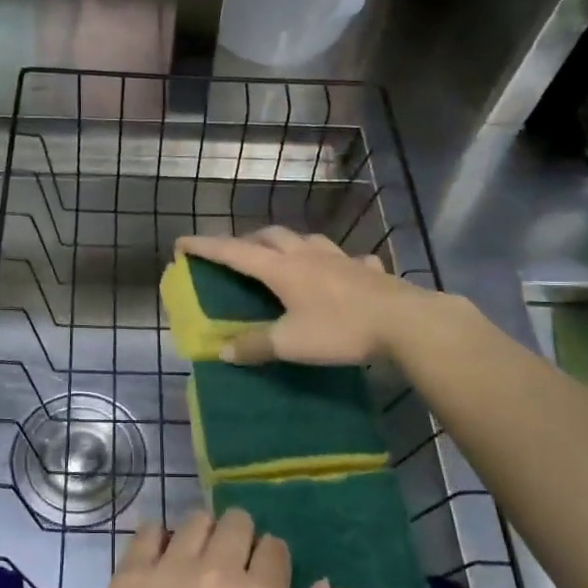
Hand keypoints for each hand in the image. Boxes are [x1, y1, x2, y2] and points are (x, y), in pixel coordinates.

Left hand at [74, 509, 331, 587]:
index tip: (262, 585)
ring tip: (195, 568)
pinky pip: (148, 530)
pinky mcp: (131, 573)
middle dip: (241, 540)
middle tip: (230, 574)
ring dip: (203, 537)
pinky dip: (158, 540)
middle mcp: (216, 570)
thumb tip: (321, 585)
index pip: (275, 547)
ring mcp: (169, 567)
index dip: (272, 563)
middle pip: (237, 521)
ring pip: (196, 520)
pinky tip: (161, 566)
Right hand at [176, 227, 430, 364]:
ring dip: (289, 244)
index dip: (206, 247)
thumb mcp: (291, 343)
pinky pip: (346, 259)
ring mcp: (340, 258)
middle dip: (249, 240)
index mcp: (282, 269)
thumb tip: (223, 350)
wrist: (405, 322)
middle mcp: (307, 255)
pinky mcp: (367, 270)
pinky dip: (335, 263)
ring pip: (307, 240)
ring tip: (284, 256)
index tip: (182, 242)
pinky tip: (342, 273)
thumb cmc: (340, 329)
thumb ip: (255, 345)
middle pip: (271, 236)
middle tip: (238, 253)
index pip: (234, 252)